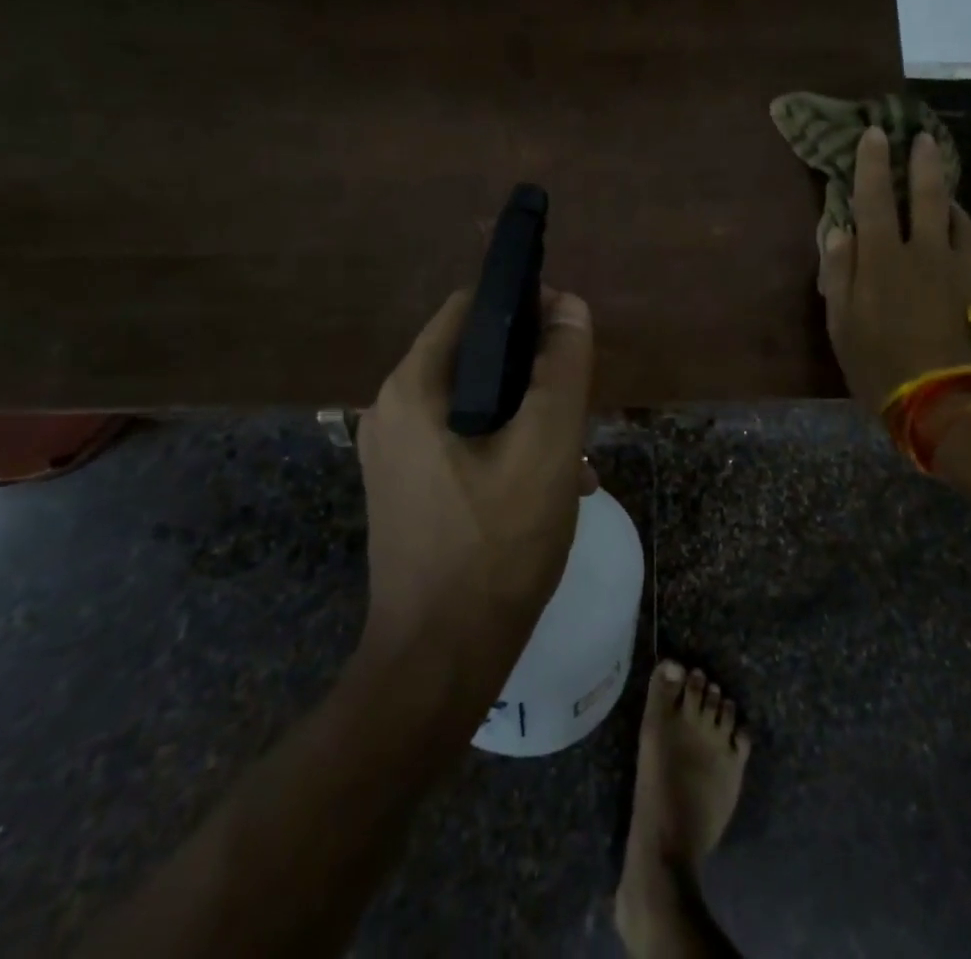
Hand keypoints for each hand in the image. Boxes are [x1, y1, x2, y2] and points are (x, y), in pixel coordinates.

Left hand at [356, 288, 595, 672]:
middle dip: (535, 375)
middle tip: (579, 409)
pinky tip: (553, 488)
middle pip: (476, 358)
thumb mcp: (546, 446)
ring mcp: (395, 454)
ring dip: (529, 418)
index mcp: (413, 387)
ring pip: (476, 405)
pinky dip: (507, 450)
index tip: (571, 334)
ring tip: (578, 459)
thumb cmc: (496, 546)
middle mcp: (391, 410)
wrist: (438, 664)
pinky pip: (464, 444)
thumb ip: (561, 368)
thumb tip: (570, 305)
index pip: (471, 308)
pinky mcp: (408, 490)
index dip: (526, 307)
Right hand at [819, 127, 970, 413]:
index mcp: (882, 259)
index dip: (872, 164)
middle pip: (927, 197)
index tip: (874, 134)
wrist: (943, 399)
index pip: (874, 199)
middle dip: (924, 163)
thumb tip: (838, 231)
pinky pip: (970, 245)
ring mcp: (956, 269)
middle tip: (923, 138)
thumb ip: (839, 273)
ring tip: (944, 183)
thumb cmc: (878, 362)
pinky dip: (962, 227)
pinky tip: (959, 229)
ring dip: (949, 195)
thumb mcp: (841, 323)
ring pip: (957, 218)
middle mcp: (923, 253)